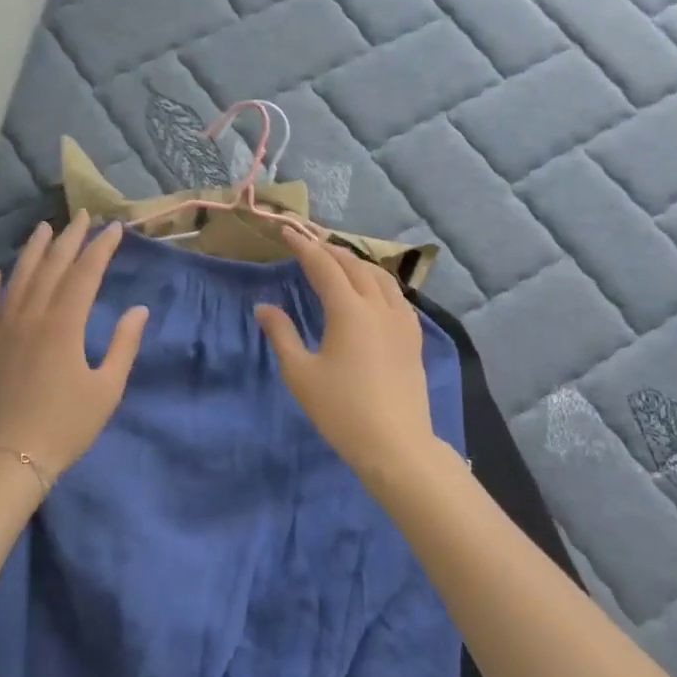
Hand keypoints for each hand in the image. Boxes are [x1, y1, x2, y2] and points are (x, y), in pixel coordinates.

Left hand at [0, 214, 147, 491]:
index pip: (85, 274)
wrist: (11, 458)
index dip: (101, 248)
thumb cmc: (66, 426)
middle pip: (52, 267)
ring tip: (45, 227)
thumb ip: (124, 345)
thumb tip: (138, 310)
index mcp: (64, 325)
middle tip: (83, 217)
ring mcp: (3, 328)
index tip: (115, 229)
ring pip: (18, 277)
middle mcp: (31, 316)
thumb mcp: (107, 389)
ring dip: (33, 250)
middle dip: (70, 239)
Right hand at [254, 231, 440, 480]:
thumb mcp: (300, 373)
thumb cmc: (341, 410)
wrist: (395, 444)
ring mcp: (401, 320)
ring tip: (338, 260)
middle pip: (353, 265)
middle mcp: (378, 306)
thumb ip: (281, 334)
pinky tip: (372, 290)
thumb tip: (263, 307)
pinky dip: (377, 281)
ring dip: (355, 262)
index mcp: (349, 310)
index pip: (323, 266)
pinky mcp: (413, 337)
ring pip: (379, 276)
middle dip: (329, 249)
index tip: (286, 231)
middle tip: (309, 242)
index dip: (303, 246)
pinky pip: (395, 294)